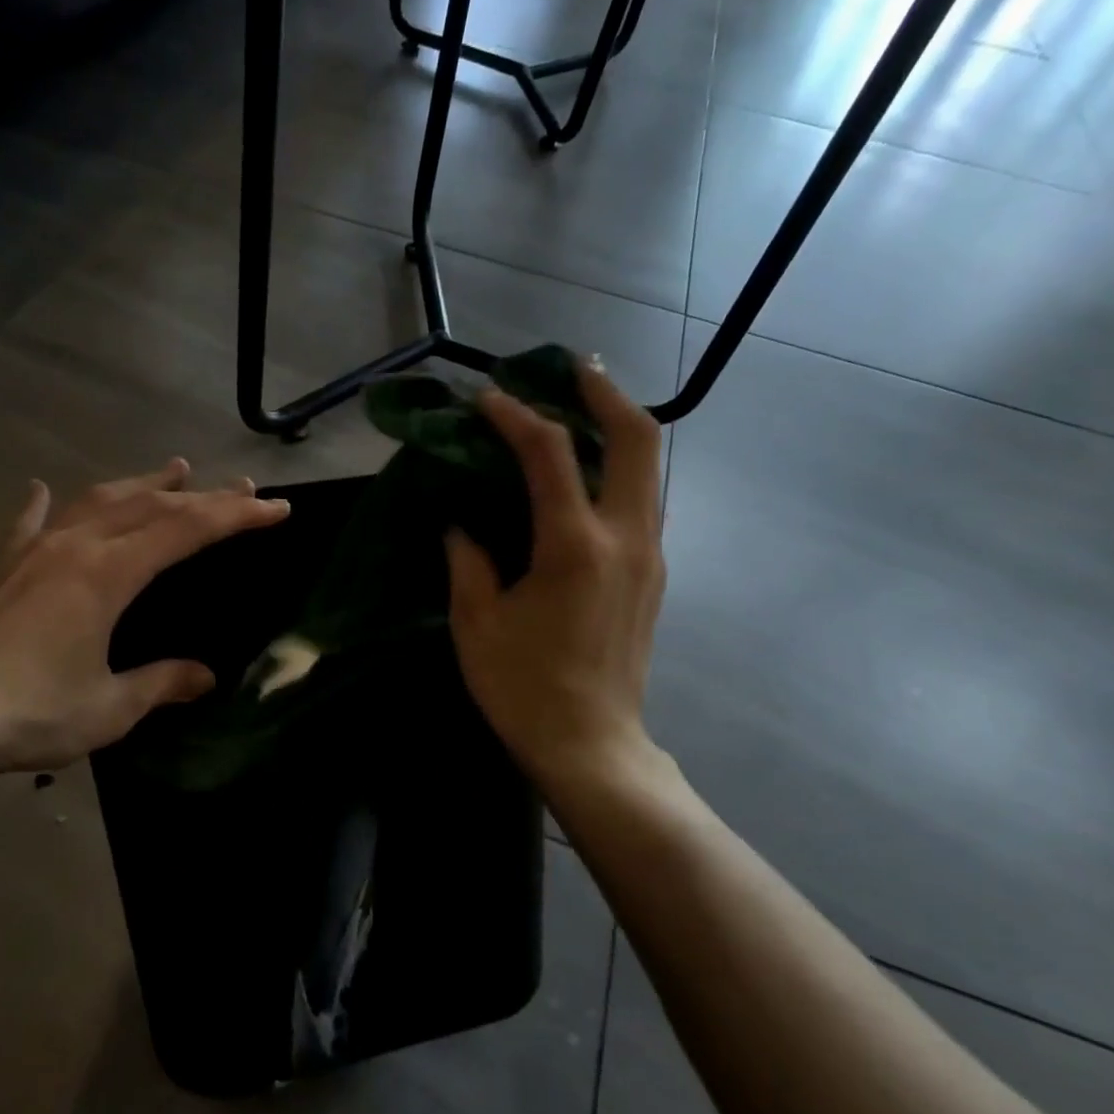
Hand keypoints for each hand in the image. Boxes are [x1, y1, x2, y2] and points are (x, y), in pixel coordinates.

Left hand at [0, 461, 289, 779]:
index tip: (275, 507)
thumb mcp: (110, 706)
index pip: (187, 530)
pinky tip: (42, 489)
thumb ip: (161, 683)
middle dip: (203, 495)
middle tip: (242, 486)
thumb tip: (204, 676)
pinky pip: (30, 524)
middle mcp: (75, 547)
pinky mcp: (1, 568)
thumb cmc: (31, 713)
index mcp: (109, 573)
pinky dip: (45, 504)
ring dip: (141, 484)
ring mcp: (33, 551)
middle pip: (150, 506)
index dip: (236, 515)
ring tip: (174, 468)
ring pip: (98, 501)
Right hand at [445, 361, 667, 802]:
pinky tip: (586, 472)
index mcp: (574, 547)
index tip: (488, 398)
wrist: (591, 744)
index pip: (549, 454)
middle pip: (637, 438)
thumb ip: (469, 560)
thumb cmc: (524, 687)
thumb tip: (462, 524)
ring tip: (581, 408)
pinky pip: (642, 500)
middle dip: (605, 393)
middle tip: (572, 368)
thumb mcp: (476, 622)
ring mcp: (649, 556)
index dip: (516, 416)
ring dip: (618, 427)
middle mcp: (625, 538)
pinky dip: (619, 468)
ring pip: (649, 467)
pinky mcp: (652, 574)